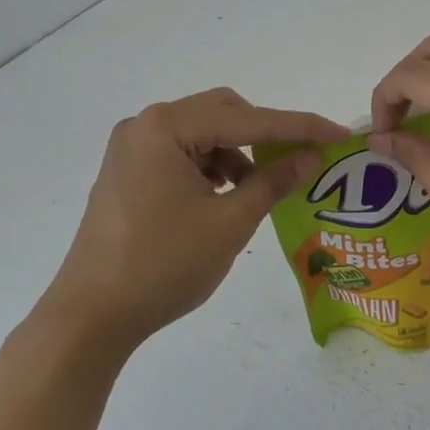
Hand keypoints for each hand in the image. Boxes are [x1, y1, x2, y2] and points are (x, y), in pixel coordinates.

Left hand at [43, 89, 347, 354]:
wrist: (90, 316)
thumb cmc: (163, 266)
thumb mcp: (230, 223)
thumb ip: (273, 182)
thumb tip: (311, 156)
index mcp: (166, 127)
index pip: (249, 119)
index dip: (299, 127)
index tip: (339, 135)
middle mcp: (145, 125)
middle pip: (222, 113)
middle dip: (265, 135)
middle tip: (299, 162)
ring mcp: (131, 148)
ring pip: (202, 133)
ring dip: (237, 153)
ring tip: (256, 191)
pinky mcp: (127, 171)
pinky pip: (181, 153)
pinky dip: (211, 167)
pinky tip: (223, 197)